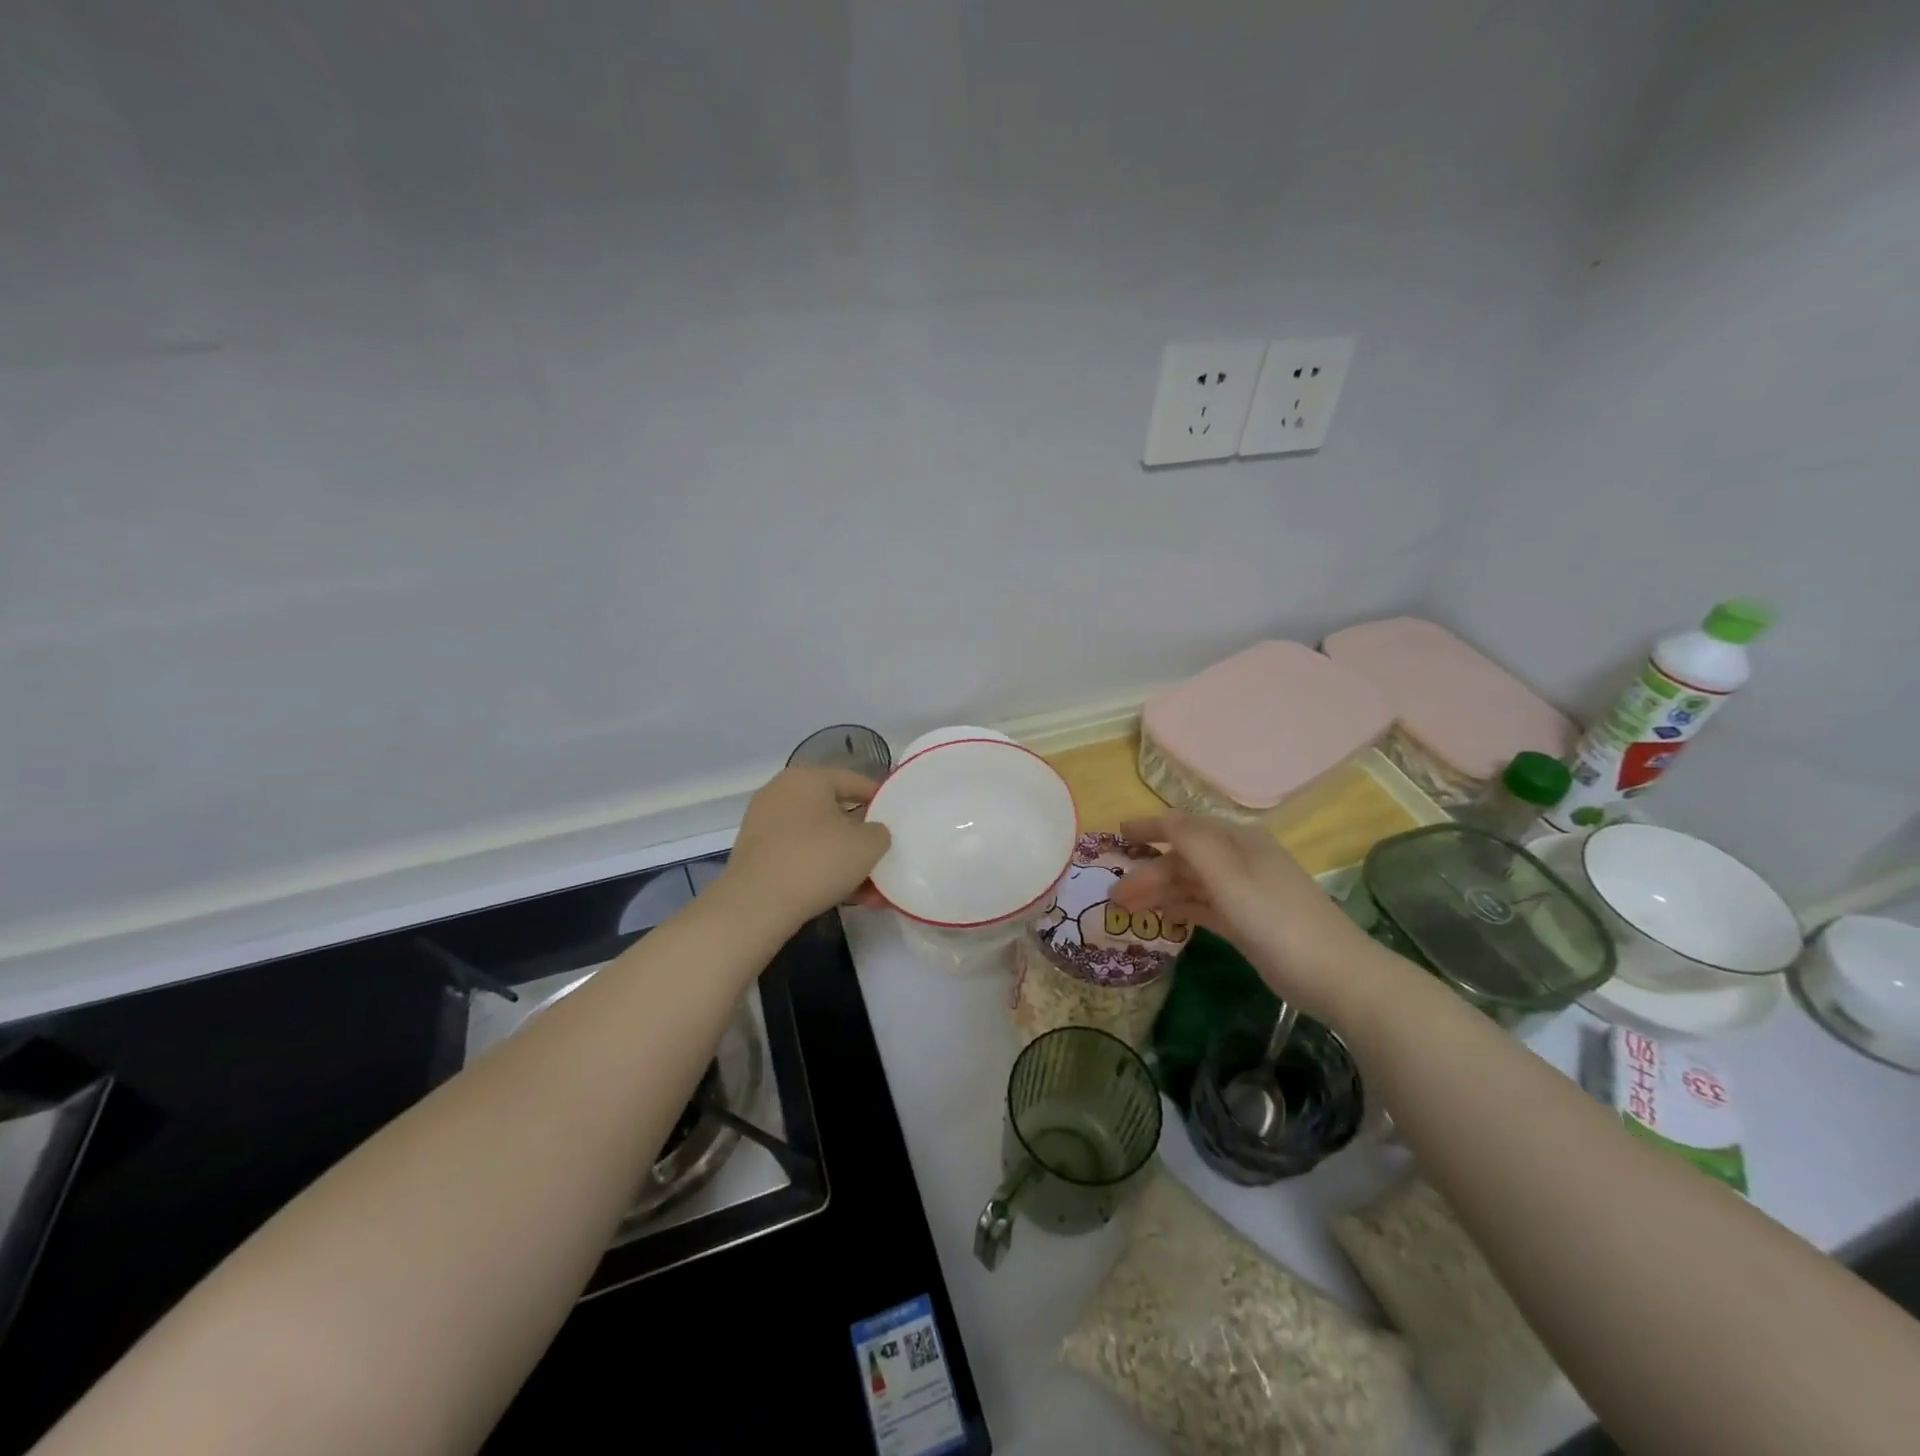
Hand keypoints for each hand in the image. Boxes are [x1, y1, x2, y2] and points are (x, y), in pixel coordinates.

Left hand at [722, 768, 891, 924]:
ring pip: (817, 839)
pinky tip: (845, 897)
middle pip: (834, 812)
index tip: (896, 818)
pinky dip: (821, 872)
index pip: (853, 781)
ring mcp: (763, 824)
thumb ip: (880, 832)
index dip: (879, 798)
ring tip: (869, 889)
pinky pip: (799, 857)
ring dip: (844, 860)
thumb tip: (872, 833)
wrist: (757, 904)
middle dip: (861, 837)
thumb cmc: (817, 860)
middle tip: (882, 855)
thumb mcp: (867, 845)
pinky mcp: (755, 855)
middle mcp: (781, 793)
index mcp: (807, 778)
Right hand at [1109, 813, 1393, 1026]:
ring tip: (1128, 911)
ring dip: (1159, 892)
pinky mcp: (1247, 921)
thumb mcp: (1229, 877)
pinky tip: (1161, 919)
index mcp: (1239, 842)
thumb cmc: (1276, 919)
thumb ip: (1192, 843)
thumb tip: (1162, 819)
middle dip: (1148, 872)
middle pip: (1185, 858)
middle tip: (1115, 896)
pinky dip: (1181, 909)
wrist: (1336, 975)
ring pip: (1192, 884)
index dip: (1151, 827)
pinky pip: (1204, 906)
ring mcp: (1245, 892)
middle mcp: (1240, 861)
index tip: (1117, 834)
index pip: (1185, 825)